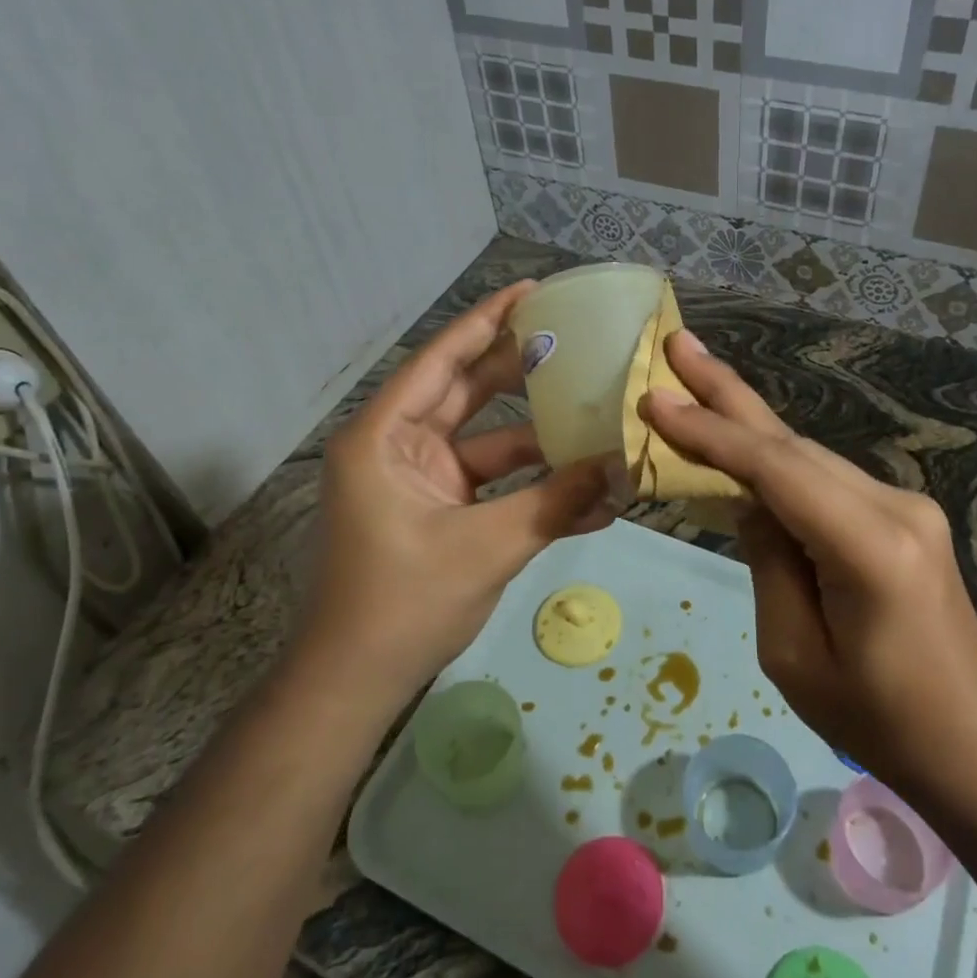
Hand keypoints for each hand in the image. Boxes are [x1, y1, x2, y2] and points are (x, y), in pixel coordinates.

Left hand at [304, 281, 613, 701]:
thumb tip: (620, 470)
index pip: (442, 360)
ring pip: (490, 442)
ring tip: (600, 420)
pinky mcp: (442, 512)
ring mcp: (423, 481)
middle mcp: (400, 447)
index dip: (487, 322)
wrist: (356, 684)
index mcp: (385, 437)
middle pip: (468, 392)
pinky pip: (494, 486)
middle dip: (523, 371)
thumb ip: (555, 504)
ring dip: (541, 441)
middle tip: (577, 343)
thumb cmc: (402, 604)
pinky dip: (532, 488)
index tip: (533, 292)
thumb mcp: (485, 547)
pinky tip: (588, 496)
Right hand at [640, 330, 976, 795]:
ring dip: (747, 419)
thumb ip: (768, 562)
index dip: (710, 431)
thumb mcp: (794, 654)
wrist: (973, 739)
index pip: (775, 469)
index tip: (655, 398)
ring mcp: (905, 505)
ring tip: (695, 378)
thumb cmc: (877, 718)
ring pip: (807, 454)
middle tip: (678, 342)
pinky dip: (775, 458)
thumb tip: (747, 501)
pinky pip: (825, 478)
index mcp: (869, 547)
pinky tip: (740, 440)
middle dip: (727, 392)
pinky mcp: (904, 515)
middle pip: (792, 442)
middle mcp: (895, 506)